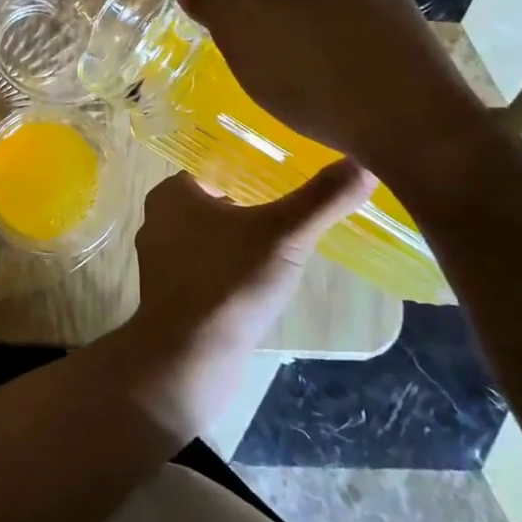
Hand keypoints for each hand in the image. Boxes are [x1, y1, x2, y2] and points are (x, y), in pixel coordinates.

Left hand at [112, 161, 373, 438]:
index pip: (215, 167)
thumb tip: (364, 162)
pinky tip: (260, 281)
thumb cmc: (230, 282)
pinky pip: (207, 268)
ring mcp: (161, 260)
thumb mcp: (285, 233)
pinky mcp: (170, 295)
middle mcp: (158, 221)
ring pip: (210, 237)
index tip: (289, 177)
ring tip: (284, 245)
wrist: (189, 358)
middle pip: (214, 202)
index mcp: (171, 194)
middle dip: (250, 206)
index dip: (251, 170)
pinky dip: (231, 269)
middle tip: (294, 211)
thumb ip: (323, 198)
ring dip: (242, 241)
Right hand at [177, 0, 490, 184]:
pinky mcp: (409, 38)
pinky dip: (327, 56)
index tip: (220, 35)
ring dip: (294, 37)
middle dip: (259, 16)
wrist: (418, 130)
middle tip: (249, 58)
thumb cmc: (317, 71)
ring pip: (317, 10)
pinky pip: (349, 37)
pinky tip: (325, 90)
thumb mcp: (242, 29)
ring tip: (287, 79)